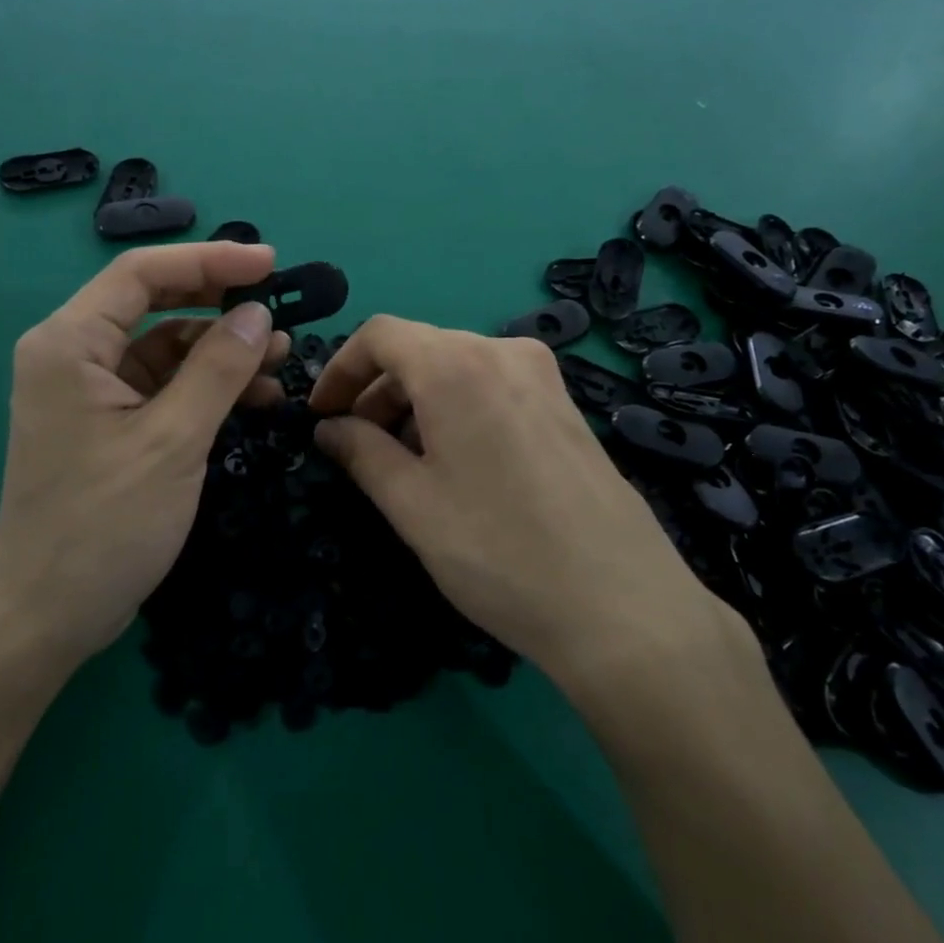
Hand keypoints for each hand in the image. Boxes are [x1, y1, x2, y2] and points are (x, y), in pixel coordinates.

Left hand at [0, 242, 288, 673]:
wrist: (47, 617)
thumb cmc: (103, 524)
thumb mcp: (172, 441)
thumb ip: (218, 369)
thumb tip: (258, 313)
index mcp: (70, 343)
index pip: (142, 273)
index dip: (209, 260)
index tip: (269, 264)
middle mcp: (74, 354)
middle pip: (155, 303)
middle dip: (219, 304)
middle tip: (279, 310)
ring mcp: (91, 390)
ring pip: (166, 346)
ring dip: (221, 351)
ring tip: (280, 362)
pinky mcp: (110, 422)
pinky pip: (165, 385)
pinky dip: (207, 386)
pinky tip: (255, 398)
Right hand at [309, 317, 747, 695]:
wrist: (622, 607)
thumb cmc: (498, 552)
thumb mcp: (412, 504)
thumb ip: (360, 453)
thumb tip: (328, 428)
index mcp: (457, 365)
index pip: (380, 335)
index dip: (340, 369)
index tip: (320, 414)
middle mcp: (503, 351)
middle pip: (419, 349)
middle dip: (376, 390)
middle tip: (355, 444)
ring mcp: (542, 376)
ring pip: (456, 367)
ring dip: (415, 401)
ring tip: (402, 460)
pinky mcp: (565, 404)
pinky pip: (492, 385)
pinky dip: (455, 407)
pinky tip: (454, 461)